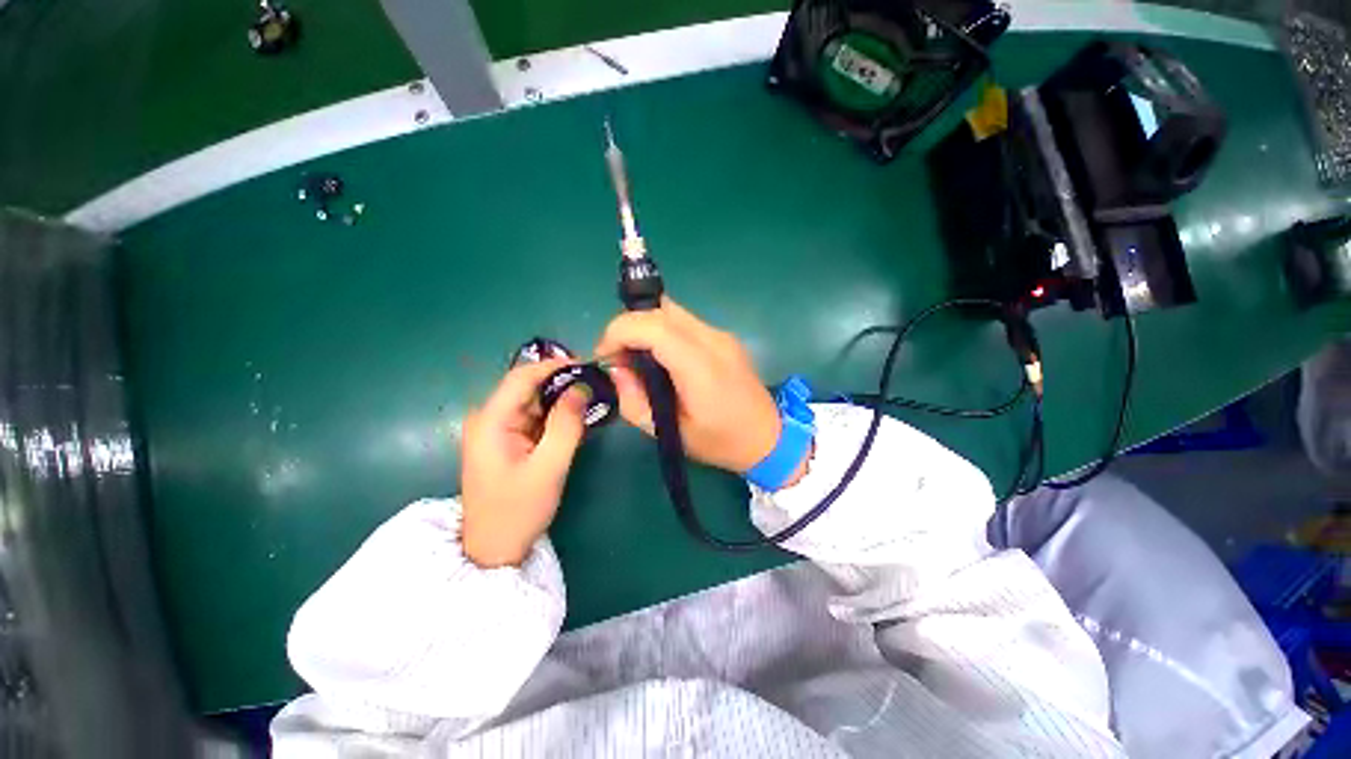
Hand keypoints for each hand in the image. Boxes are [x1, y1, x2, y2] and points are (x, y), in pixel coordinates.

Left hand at [461, 359, 587, 567]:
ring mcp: (497, 429)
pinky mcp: (506, 439)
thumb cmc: (518, 510)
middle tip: (596, 384)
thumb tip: (581, 387)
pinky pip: (534, 416)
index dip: (555, 365)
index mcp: (491, 420)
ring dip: (561, 398)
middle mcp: (489, 417)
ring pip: (533, 401)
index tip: (588, 366)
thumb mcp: (549, 467)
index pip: (522, 376)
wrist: (494, 549)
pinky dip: (555, 414)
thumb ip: (566, 424)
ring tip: (592, 398)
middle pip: (528, 386)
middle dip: (562, 382)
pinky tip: (576, 417)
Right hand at [595, 299, 789, 475]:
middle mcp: (713, 340)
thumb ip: (635, 401)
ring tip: (638, 359)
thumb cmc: (720, 442)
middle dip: (628, 326)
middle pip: (660, 309)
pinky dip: (661, 332)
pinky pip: (683, 322)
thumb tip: (617, 369)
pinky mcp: (723, 336)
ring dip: (645, 327)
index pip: (653, 326)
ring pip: (670, 311)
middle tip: (619, 357)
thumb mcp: (669, 433)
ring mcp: (721, 334)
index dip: (619, 331)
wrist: (769, 437)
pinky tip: (662, 359)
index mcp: (701, 367)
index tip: (604, 355)